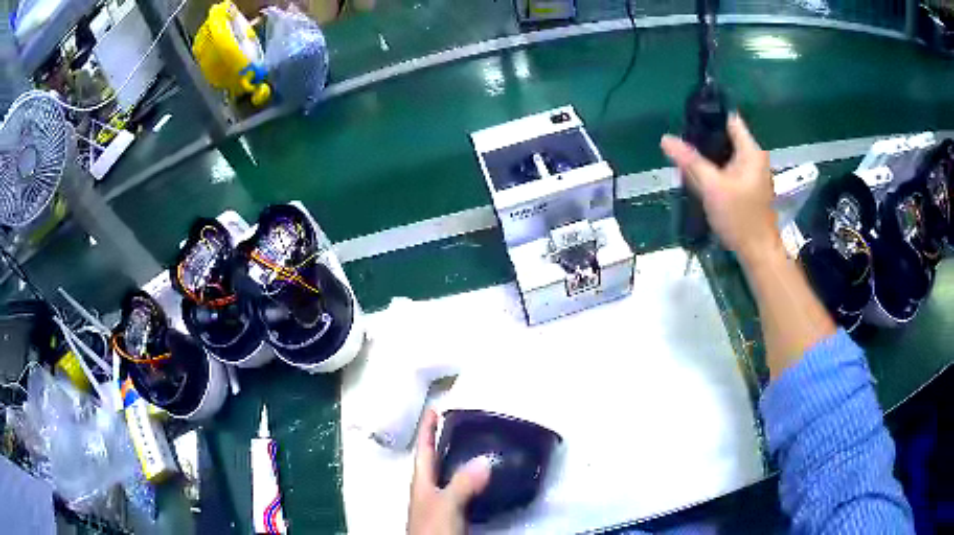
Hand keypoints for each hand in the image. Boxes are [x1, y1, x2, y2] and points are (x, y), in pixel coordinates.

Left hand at [408, 409, 491, 534]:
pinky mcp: (453, 515)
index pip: (423, 450)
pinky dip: (471, 480)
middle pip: (435, 461)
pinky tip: (485, 480)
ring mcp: (440, 503)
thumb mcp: (446, 505)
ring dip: (459, 460)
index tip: (435, 407)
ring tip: (477, 445)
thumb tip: (485, 460)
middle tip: (462, 423)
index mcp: (422, 483)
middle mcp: (429, 490)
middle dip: (444, 441)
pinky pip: (462, 490)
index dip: (427, 429)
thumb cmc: (433, 530)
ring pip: (449, 475)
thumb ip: (461, 484)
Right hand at [661, 115, 780, 262]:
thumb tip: (666, 139)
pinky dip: (715, 169)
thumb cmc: (739, 218)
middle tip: (681, 142)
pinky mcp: (748, 187)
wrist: (758, 253)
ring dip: (708, 156)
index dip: (709, 117)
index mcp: (751, 152)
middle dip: (704, 138)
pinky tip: (700, 176)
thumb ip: (690, 162)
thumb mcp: (712, 188)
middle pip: (727, 137)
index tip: (687, 121)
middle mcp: (754, 158)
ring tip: (686, 157)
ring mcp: (752, 174)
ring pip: (726, 154)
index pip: (730, 120)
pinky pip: (729, 169)